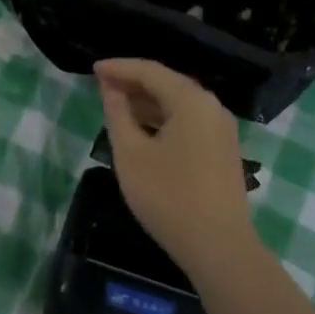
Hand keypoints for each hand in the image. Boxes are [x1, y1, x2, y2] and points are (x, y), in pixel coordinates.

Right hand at [95, 58, 256, 271]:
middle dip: (133, 83)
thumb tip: (111, 88)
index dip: (119, 67)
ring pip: (179, 104)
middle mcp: (211, 107)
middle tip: (101, 86)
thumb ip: (118, 114)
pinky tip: (143, 131)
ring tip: (116, 107)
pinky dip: (163, 119)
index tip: (92, 69)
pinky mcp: (222, 150)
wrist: (218, 246)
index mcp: (191, 101)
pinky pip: (189, 122)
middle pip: (168, 83)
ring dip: (147, 103)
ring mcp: (221, 129)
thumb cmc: (168, 196)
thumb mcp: (131, 154)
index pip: (150, 71)